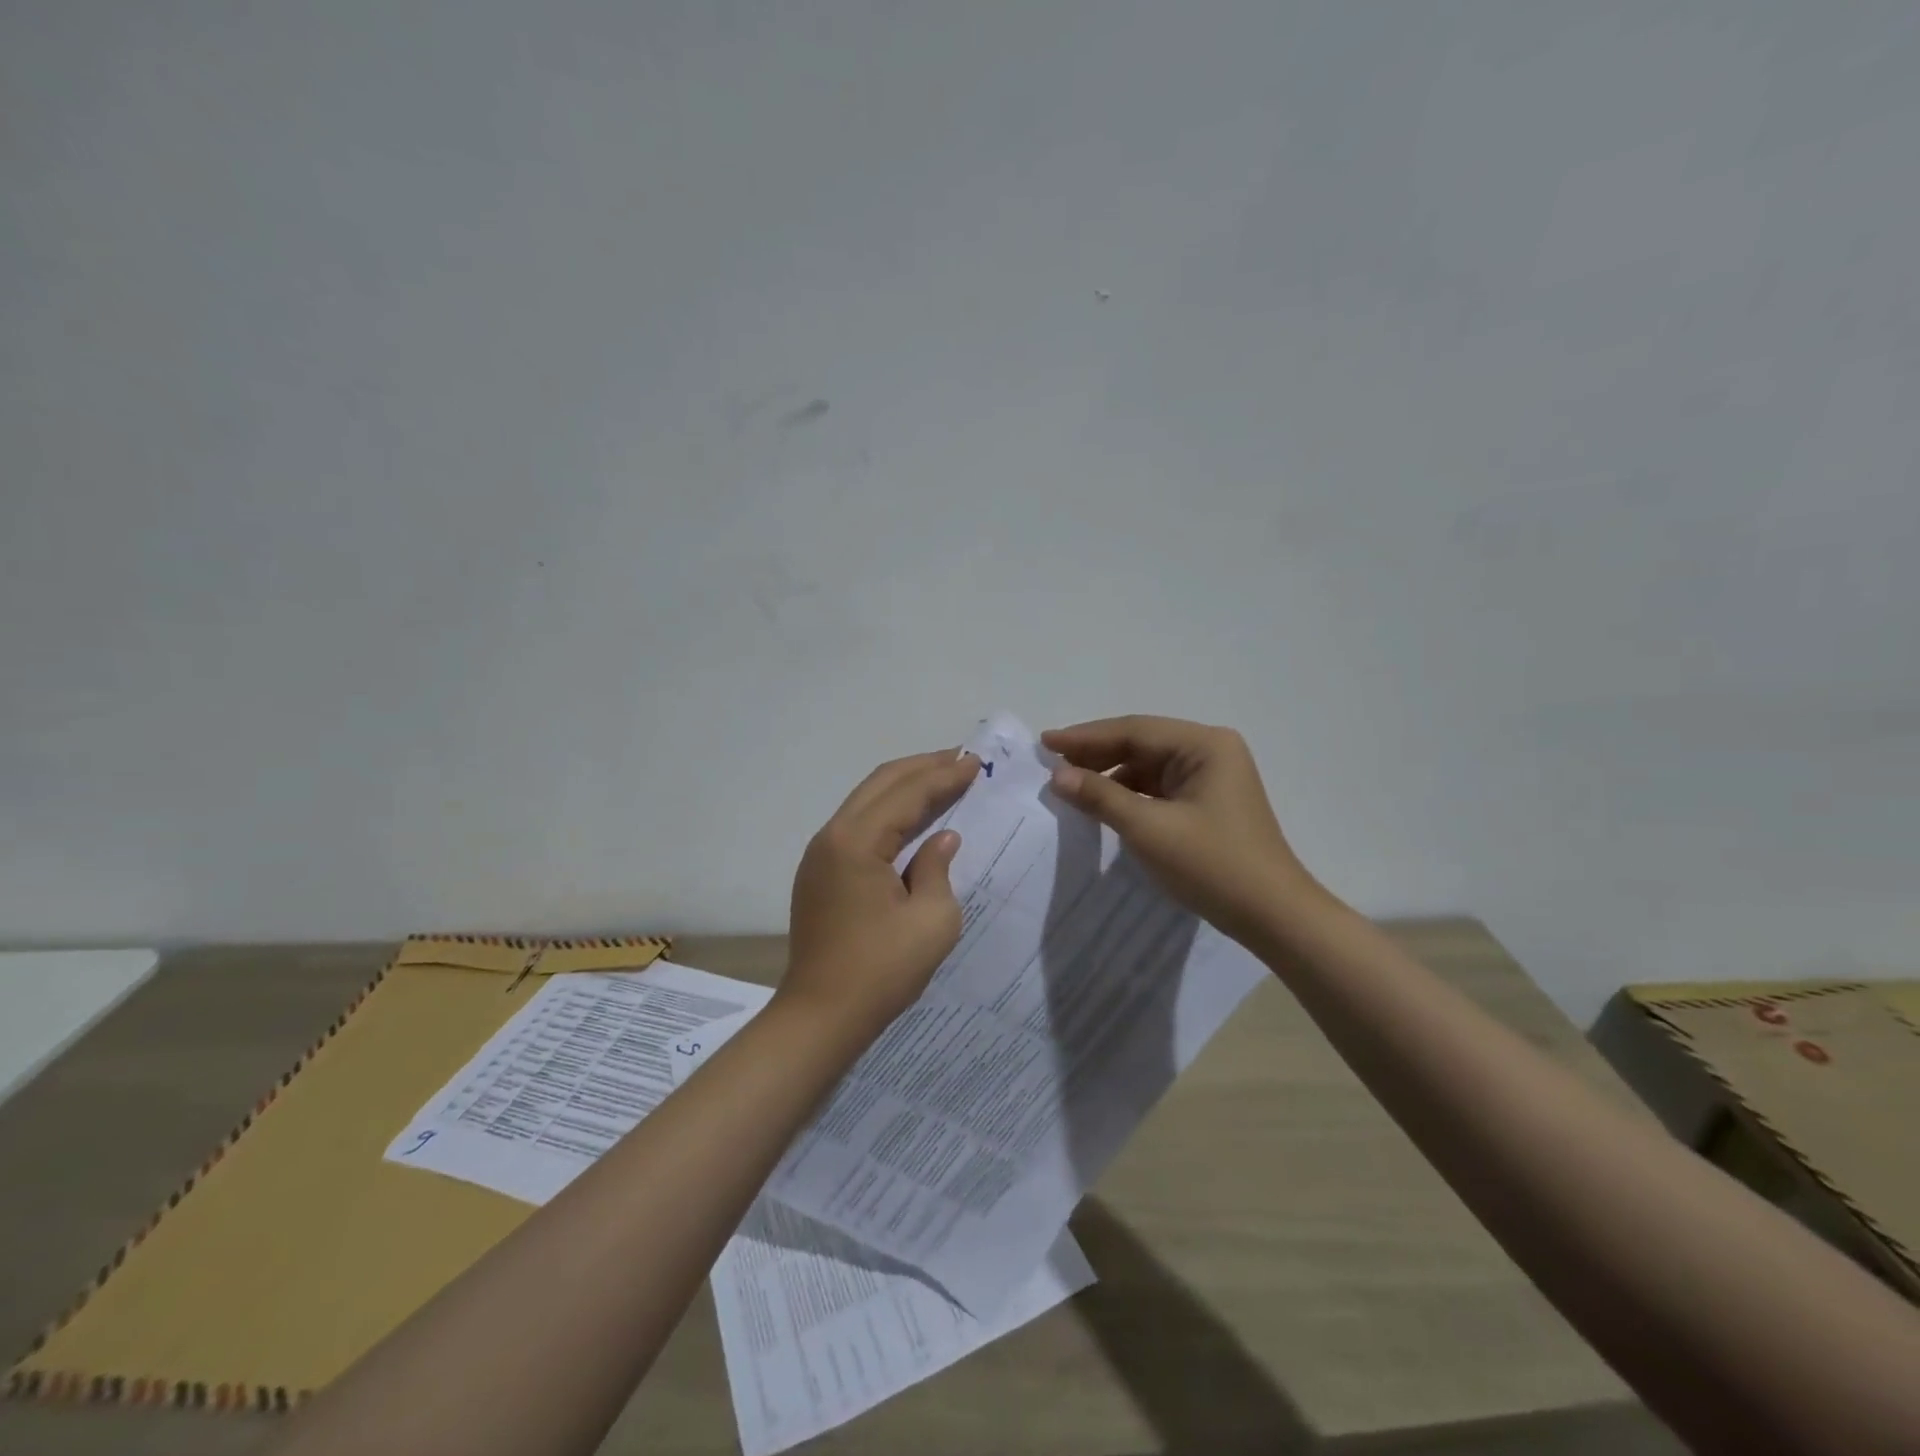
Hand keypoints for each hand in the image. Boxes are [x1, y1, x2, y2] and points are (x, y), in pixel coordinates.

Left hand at [784, 749, 982, 1033]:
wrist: (820, 1017)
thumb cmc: (881, 971)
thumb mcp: (931, 921)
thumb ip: (938, 868)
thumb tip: (941, 838)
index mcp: (856, 842)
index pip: (907, 794)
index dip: (944, 776)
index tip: (976, 762)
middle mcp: (832, 836)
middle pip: (881, 783)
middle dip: (923, 767)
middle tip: (961, 759)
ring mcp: (820, 854)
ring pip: (866, 800)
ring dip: (904, 785)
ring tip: (941, 777)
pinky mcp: (819, 872)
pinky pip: (858, 824)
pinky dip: (888, 810)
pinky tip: (911, 816)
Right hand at [1042, 716, 1320, 945]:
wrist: (1273, 916)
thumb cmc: (1212, 865)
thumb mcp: (1149, 829)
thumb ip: (1101, 796)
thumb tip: (1057, 776)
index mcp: (1204, 745)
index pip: (1134, 731)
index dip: (1085, 738)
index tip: (1045, 743)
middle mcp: (1210, 751)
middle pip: (1142, 743)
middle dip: (1096, 754)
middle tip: (1051, 762)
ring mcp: (1212, 776)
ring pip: (1148, 766)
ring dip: (1111, 775)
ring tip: (1070, 784)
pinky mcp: (1208, 801)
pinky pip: (1159, 787)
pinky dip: (1129, 793)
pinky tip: (1103, 803)